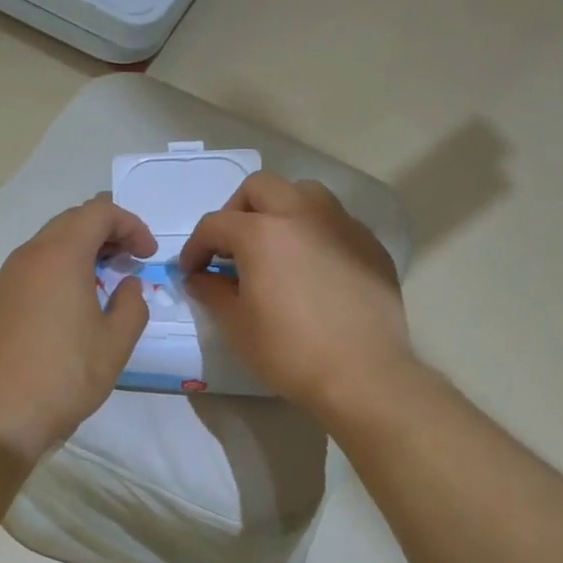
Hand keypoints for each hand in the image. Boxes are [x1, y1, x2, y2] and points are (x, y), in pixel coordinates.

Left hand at [0, 198, 155, 461]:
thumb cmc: (65, 377)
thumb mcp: (115, 344)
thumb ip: (132, 305)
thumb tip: (127, 285)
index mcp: (60, 257)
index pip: (98, 212)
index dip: (130, 224)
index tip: (147, 255)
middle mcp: (27, 257)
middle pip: (70, 221)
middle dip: (105, 232)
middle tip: (129, 260)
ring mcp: (4, 279)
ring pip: (46, 245)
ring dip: (78, 251)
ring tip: (101, 280)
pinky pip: (29, 269)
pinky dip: (55, 271)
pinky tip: (67, 304)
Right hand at [178, 172, 415, 418]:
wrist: (362, 374)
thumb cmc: (289, 352)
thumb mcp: (236, 326)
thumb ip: (211, 292)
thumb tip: (199, 277)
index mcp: (262, 233)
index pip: (215, 224)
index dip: (196, 247)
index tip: (192, 272)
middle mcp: (302, 214)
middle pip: (260, 188)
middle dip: (237, 211)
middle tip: (231, 248)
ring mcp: (342, 225)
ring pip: (303, 194)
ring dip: (279, 211)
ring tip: (274, 248)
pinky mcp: (370, 244)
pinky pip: (334, 221)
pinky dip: (313, 232)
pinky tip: (312, 269)